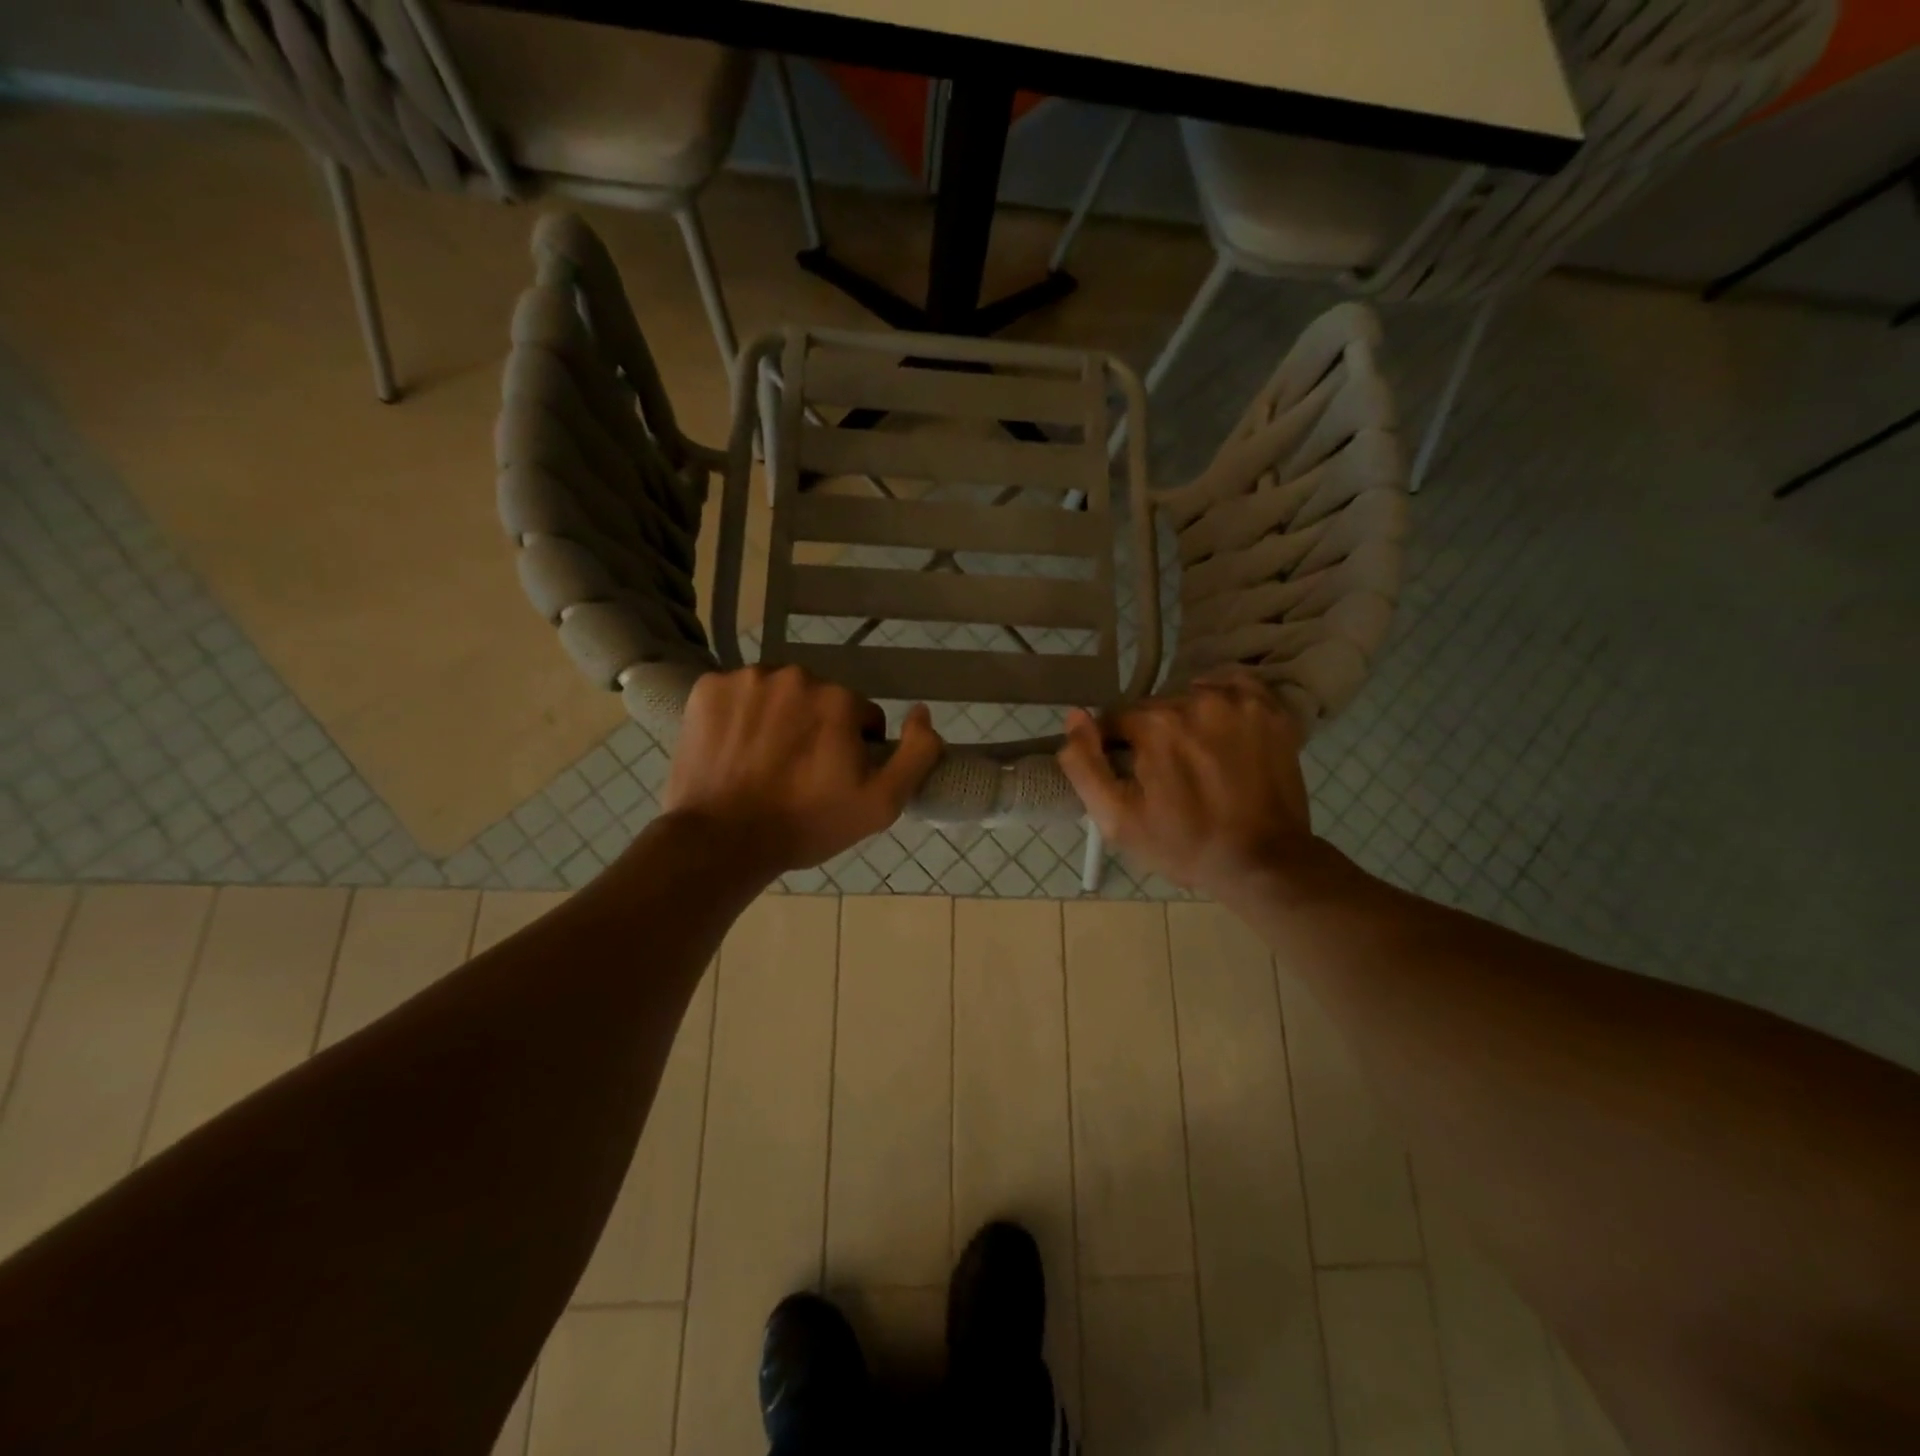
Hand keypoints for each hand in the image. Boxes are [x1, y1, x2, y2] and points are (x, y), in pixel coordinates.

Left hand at [664, 666, 942, 875]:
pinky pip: (737, 695)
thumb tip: (923, 711)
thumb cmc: (806, 824)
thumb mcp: (881, 804)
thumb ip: (917, 754)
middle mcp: (795, 676)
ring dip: (778, 719)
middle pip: (818, 701)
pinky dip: (739, 716)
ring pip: (778, 695)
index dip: (854, 749)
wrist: (721, 841)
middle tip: (798, 774)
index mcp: (838, 699)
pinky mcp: (707, 688)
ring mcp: (746, 679)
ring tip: (764, 763)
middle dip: (816, 729)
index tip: (834, 779)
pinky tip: (734, 750)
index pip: (861, 716)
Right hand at [1057, 672, 1313, 896]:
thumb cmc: (1184, 844)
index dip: (1117, 749)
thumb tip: (1075, 716)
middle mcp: (1197, 700)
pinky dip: (1223, 703)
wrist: (1262, 862)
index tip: (1133, 778)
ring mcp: (1240, 702)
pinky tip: (1223, 732)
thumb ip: (1085, 765)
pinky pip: (1233, 688)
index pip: (1116, 720)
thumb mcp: (1117, 819)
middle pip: (1155, 709)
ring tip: (1199, 759)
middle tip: (1167, 776)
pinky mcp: (1270, 710)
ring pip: (1192, 697)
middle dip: (1153, 737)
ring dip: (1187, 721)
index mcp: (1156, 725)